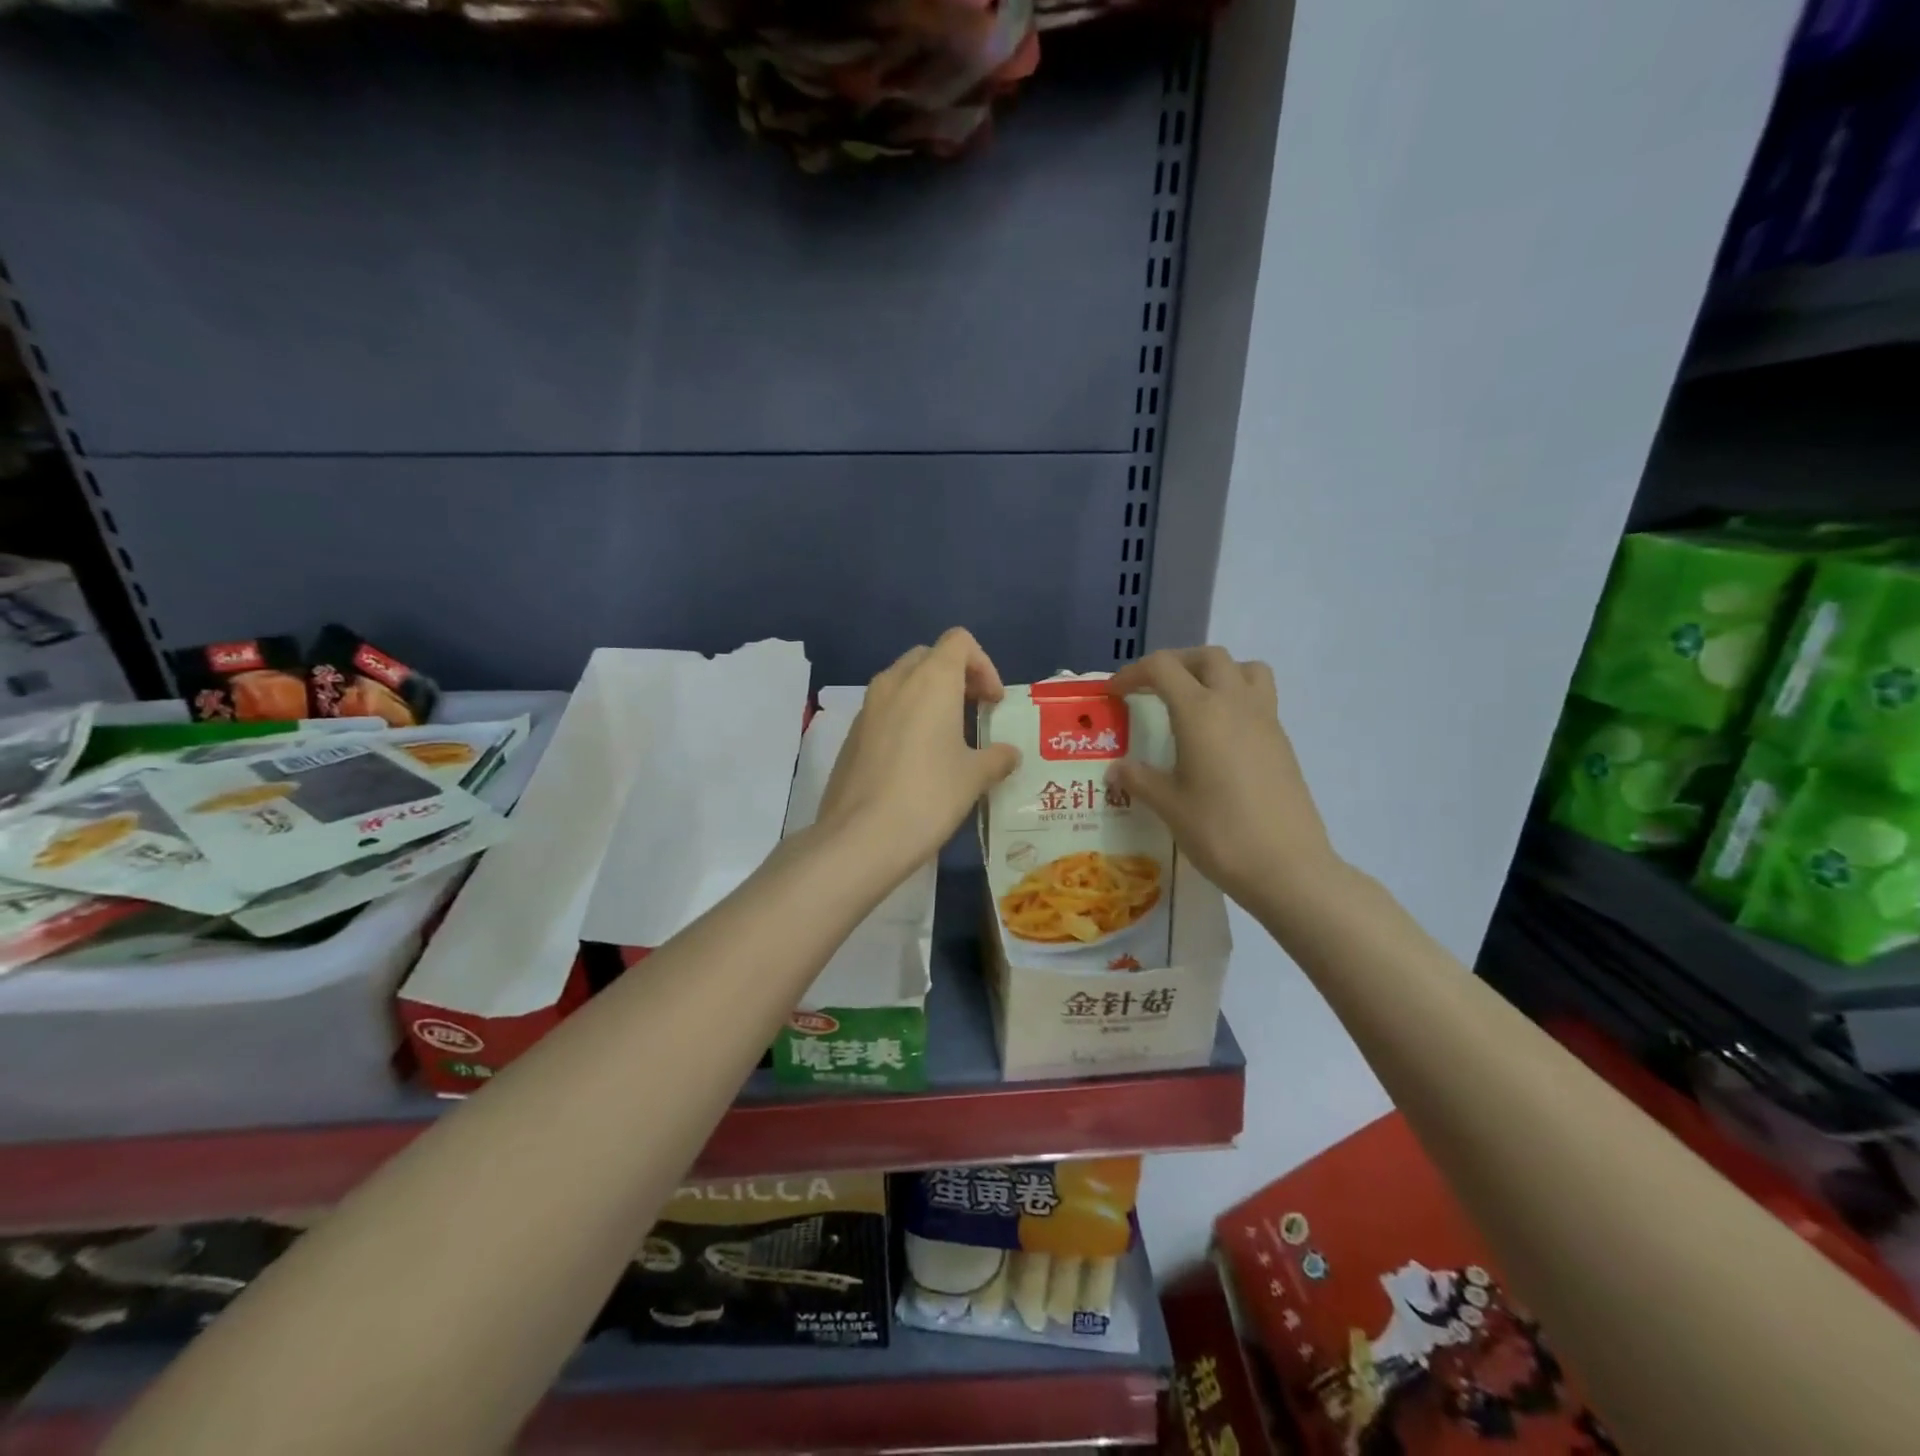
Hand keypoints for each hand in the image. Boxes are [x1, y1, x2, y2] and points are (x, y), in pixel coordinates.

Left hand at [816, 629, 1021, 872]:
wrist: (860, 837)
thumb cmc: (929, 796)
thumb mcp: (974, 777)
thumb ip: (997, 758)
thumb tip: (1009, 755)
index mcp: (931, 680)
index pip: (959, 641)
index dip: (983, 665)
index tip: (993, 703)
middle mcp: (895, 682)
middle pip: (929, 656)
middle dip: (956, 677)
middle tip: (974, 712)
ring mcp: (867, 707)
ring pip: (903, 682)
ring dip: (928, 697)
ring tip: (947, 737)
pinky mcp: (851, 734)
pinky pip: (884, 709)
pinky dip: (905, 717)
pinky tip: (915, 760)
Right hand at [1106, 647, 1341, 909]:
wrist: (1287, 867)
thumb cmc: (1219, 833)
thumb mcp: (1169, 806)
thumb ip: (1140, 779)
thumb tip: (1117, 769)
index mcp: (1200, 712)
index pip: (1163, 668)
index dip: (1133, 673)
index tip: (1114, 694)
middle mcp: (1235, 704)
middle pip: (1207, 657)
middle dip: (1175, 664)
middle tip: (1153, 689)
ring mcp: (1266, 720)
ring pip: (1244, 669)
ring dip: (1215, 672)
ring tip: (1194, 701)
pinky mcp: (1281, 742)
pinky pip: (1259, 698)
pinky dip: (1235, 698)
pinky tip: (1218, 737)